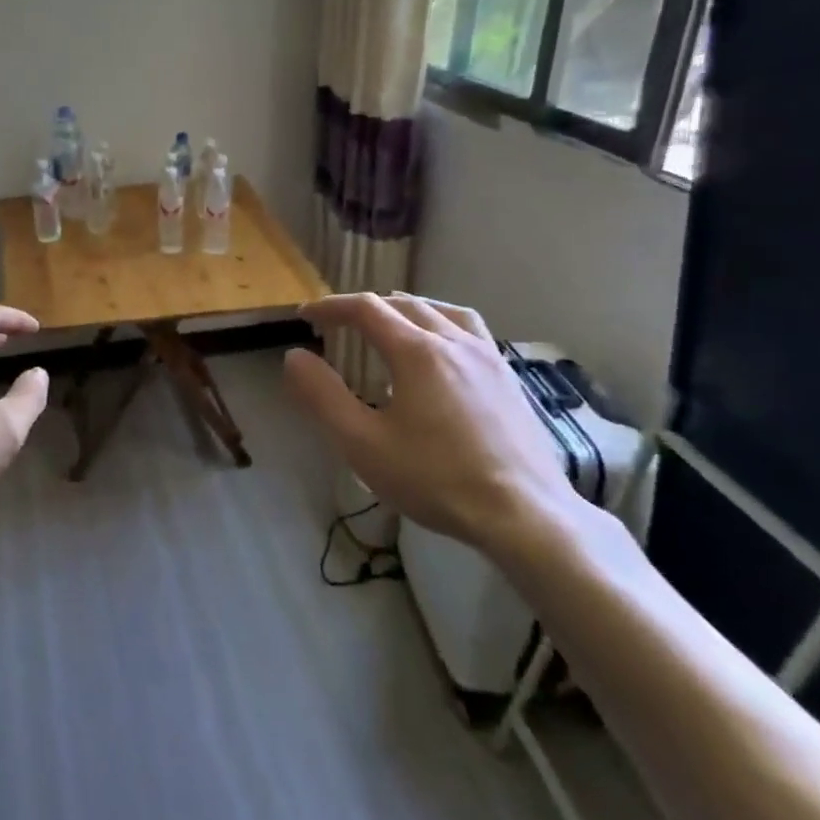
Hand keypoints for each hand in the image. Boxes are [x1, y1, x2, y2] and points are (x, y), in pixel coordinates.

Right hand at [283, 293, 578, 550]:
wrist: (525, 515)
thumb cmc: (436, 479)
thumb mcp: (362, 443)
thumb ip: (323, 396)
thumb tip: (295, 357)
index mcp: (417, 351)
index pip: (365, 309)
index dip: (330, 307)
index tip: (304, 315)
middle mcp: (455, 341)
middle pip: (403, 304)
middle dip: (365, 307)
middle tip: (338, 323)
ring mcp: (489, 358)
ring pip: (443, 311)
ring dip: (406, 308)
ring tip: (389, 321)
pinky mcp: (509, 379)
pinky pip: (471, 330)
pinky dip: (442, 323)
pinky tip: (441, 350)